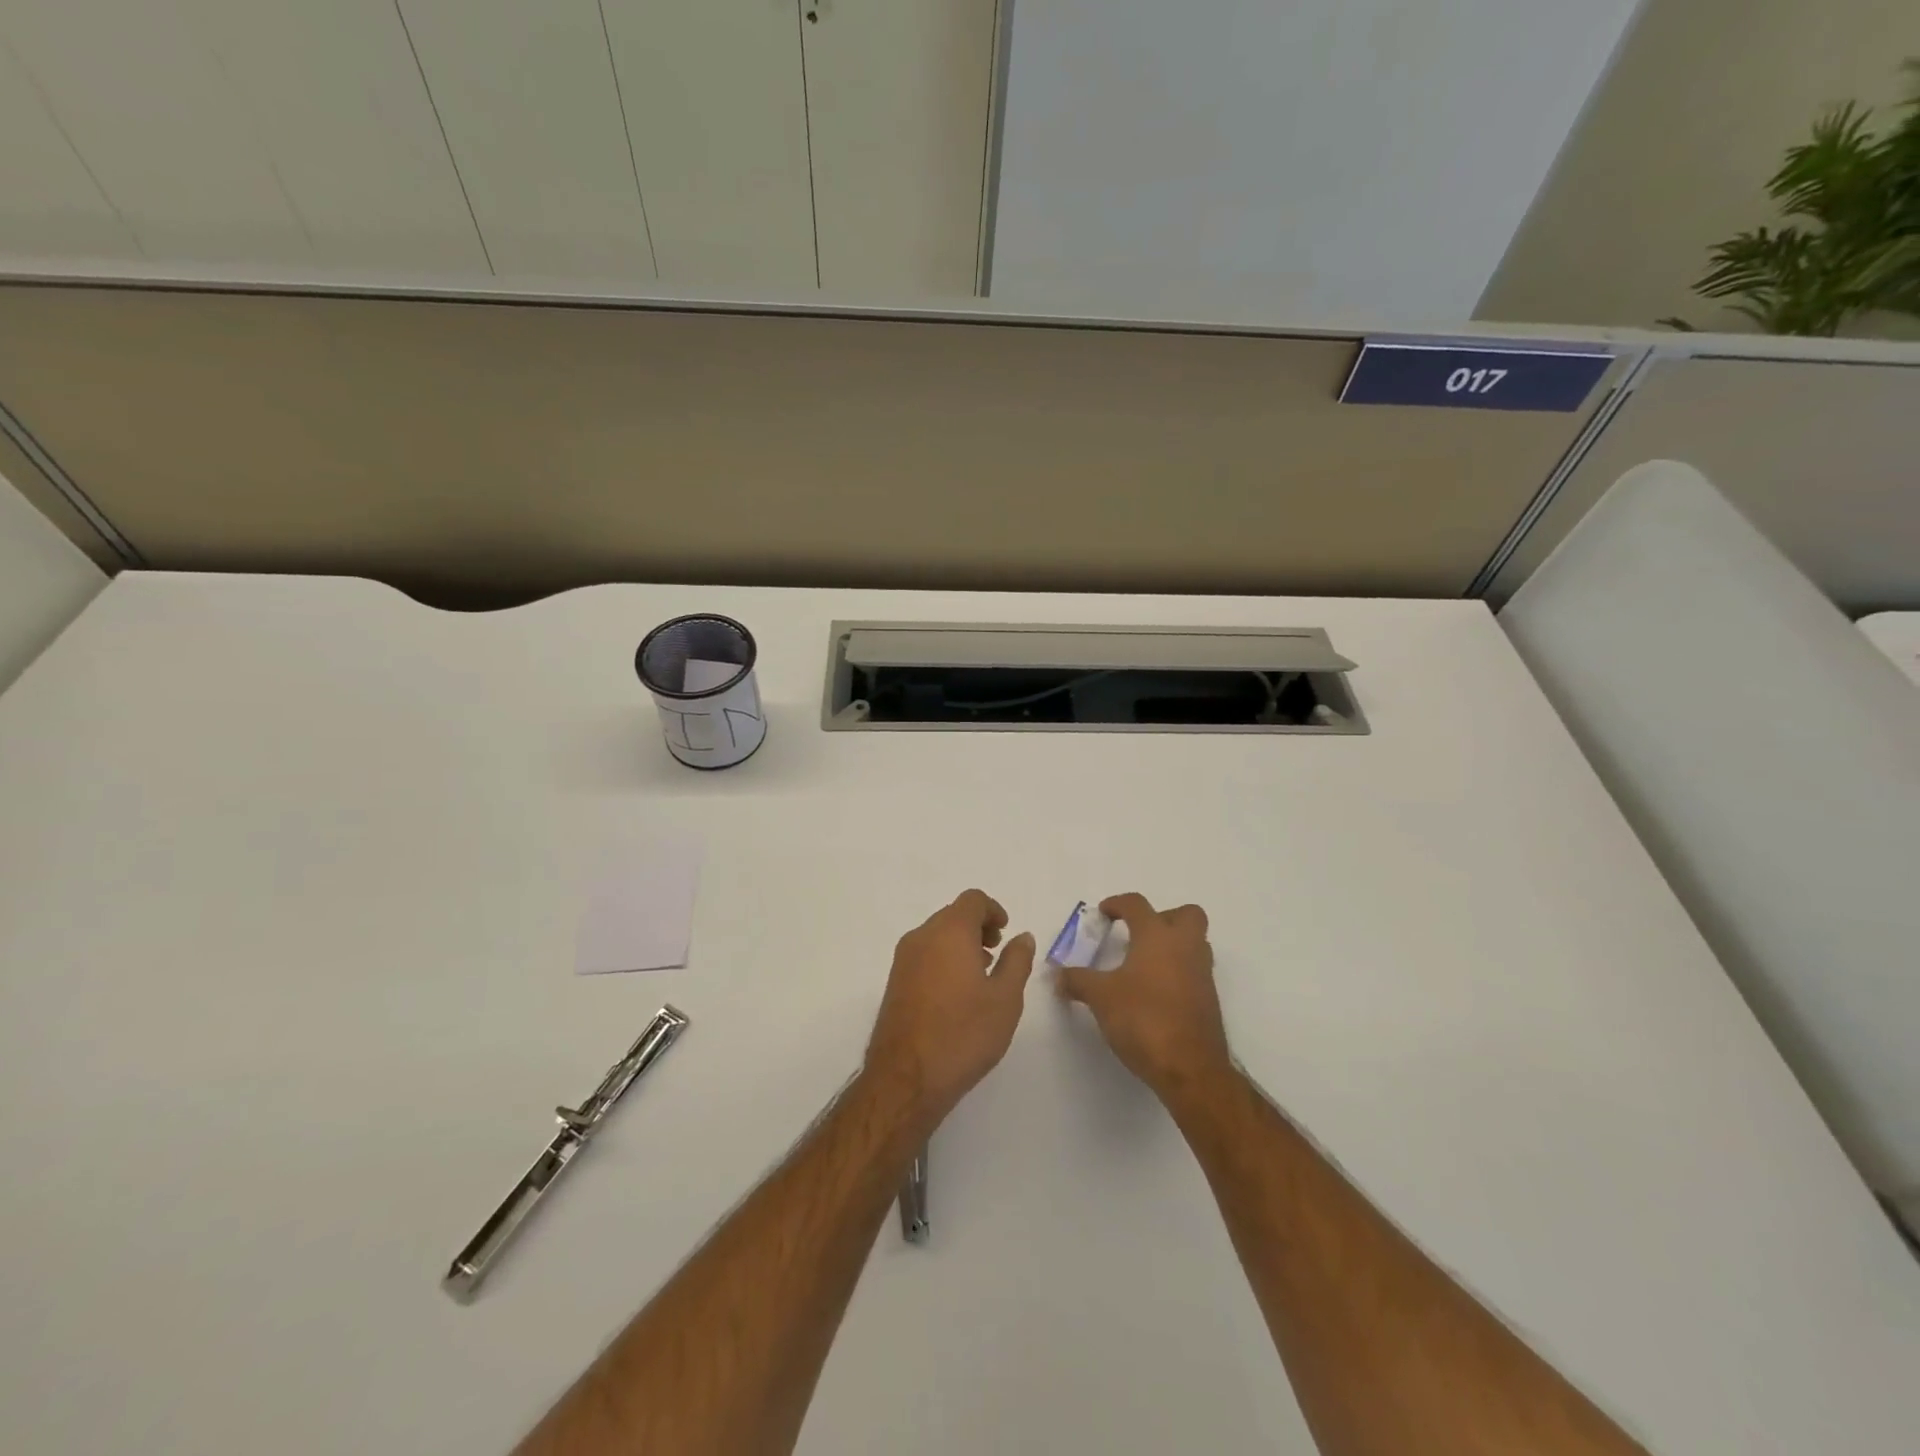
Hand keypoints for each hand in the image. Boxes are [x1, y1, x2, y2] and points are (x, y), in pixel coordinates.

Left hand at [864, 890, 1035, 1131]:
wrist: (906, 1078)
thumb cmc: (963, 1033)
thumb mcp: (1005, 998)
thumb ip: (1017, 961)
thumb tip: (1022, 936)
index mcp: (949, 931)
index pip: (972, 900)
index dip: (993, 910)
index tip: (1006, 932)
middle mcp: (921, 937)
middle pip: (952, 915)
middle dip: (977, 927)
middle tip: (997, 953)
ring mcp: (903, 960)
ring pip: (936, 936)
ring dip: (960, 944)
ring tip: (981, 975)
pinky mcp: (894, 983)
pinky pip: (923, 956)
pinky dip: (943, 960)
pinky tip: (957, 994)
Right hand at [1056, 893, 1230, 1104]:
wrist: (1190, 1068)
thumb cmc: (1143, 1019)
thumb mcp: (1100, 997)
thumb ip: (1078, 981)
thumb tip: (1058, 975)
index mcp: (1157, 936)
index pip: (1137, 905)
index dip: (1117, 904)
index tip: (1103, 913)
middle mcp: (1185, 947)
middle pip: (1186, 914)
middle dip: (1163, 917)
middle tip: (1138, 934)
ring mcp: (1201, 974)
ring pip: (1194, 943)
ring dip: (1172, 945)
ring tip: (1143, 964)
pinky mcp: (1208, 1000)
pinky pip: (1194, 972)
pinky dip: (1177, 972)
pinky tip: (1153, 993)